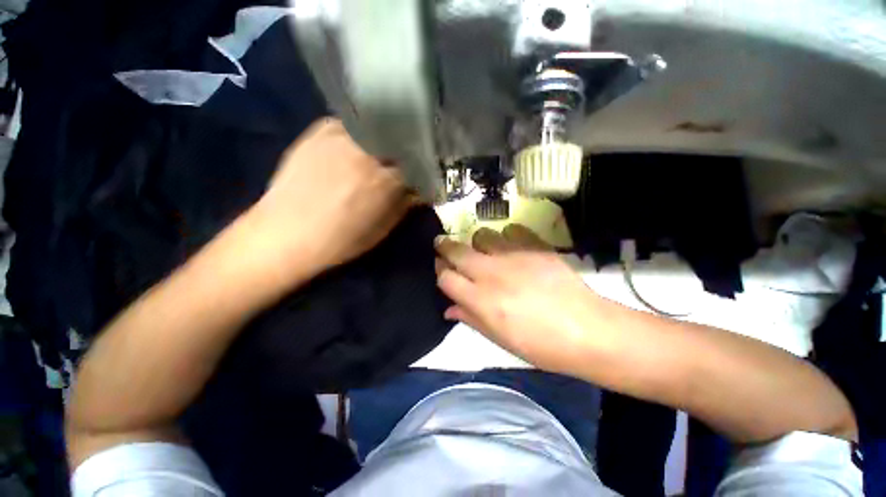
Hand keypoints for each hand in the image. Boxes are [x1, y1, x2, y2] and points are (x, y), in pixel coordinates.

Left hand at [233, 118, 411, 290]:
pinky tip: (357, 145)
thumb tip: (420, 192)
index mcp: (385, 180)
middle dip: (406, 151)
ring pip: (376, 129)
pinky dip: (360, 133)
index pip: (417, 164)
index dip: (422, 169)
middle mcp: (367, 153)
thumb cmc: (340, 240)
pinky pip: (349, 125)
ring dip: (385, 140)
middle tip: (404, 161)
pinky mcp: (318, 132)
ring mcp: (341, 138)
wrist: (285, 234)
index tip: (422, 174)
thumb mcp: (382, 229)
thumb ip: (404, 206)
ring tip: (382, 152)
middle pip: (398, 142)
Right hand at [435, 225, 600, 372]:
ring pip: (482, 235)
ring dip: (478, 242)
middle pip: (457, 251)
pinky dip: (507, 237)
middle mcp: (491, 273)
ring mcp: (514, 256)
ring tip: (486, 251)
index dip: (440, 271)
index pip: (445, 277)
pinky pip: (511, 230)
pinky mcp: (535, 246)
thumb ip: (470, 319)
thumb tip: (449, 309)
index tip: (441, 269)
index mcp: (481, 300)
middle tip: (442, 244)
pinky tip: (513, 248)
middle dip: (444, 246)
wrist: (587, 330)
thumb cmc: (540, 344)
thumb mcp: (499, 339)